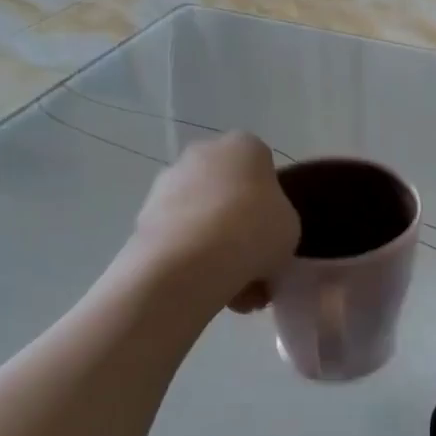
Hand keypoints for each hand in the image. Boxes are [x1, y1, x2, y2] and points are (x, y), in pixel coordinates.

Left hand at [126, 133, 299, 312]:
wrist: (192, 260)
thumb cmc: (255, 231)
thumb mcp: (291, 226)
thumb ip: (278, 219)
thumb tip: (261, 230)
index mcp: (244, 146)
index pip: (262, 167)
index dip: (270, 202)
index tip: (274, 231)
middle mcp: (202, 153)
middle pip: (228, 191)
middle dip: (238, 224)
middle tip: (254, 261)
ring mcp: (167, 183)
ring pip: (202, 218)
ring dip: (216, 247)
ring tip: (235, 289)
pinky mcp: (144, 216)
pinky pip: (180, 238)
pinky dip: (193, 260)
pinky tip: (211, 289)